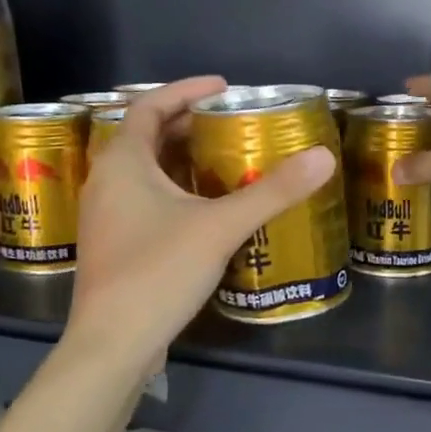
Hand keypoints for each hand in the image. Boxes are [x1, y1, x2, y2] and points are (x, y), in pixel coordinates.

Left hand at [67, 77, 335, 371]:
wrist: (114, 343)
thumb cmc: (159, 272)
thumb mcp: (220, 226)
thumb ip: (272, 192)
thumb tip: (323, 157)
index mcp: (123, 162)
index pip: (150, 106)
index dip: (186, 90)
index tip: (224, 88)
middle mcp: (107, 182)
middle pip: (148, 138)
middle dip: (188, 126)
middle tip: (232, 124)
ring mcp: (106, 216)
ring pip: (146, 173)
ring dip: (182, 161)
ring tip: (226, 160)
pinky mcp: (115, 245)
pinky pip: (145, 202)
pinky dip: (175, 192)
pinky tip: (207, 209)